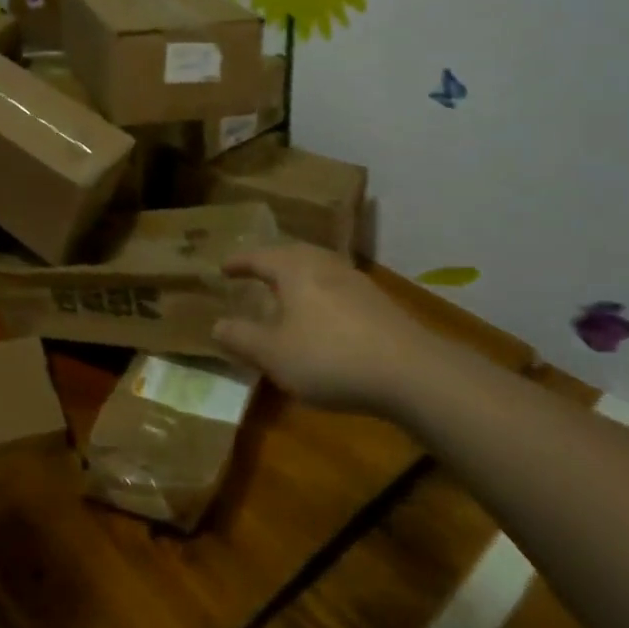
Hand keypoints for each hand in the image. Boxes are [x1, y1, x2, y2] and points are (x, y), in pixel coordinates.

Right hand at [212, 244, 436, 415]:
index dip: (239, 262)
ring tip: (285, 293)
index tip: (223, 267)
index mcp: (295, 269)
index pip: (259, 256)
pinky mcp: (378, 304)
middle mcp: (324, 265)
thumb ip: (241, 338)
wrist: (411, 372)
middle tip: (255, 272)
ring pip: (318, 269)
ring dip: (297, 277)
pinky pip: (337, 288)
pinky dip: (319, 294)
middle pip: (292, 254)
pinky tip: (321, 317)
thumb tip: (216, 324)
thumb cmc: (329, 357)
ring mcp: (356, 282)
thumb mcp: (273, 354)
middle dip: (271, 262)